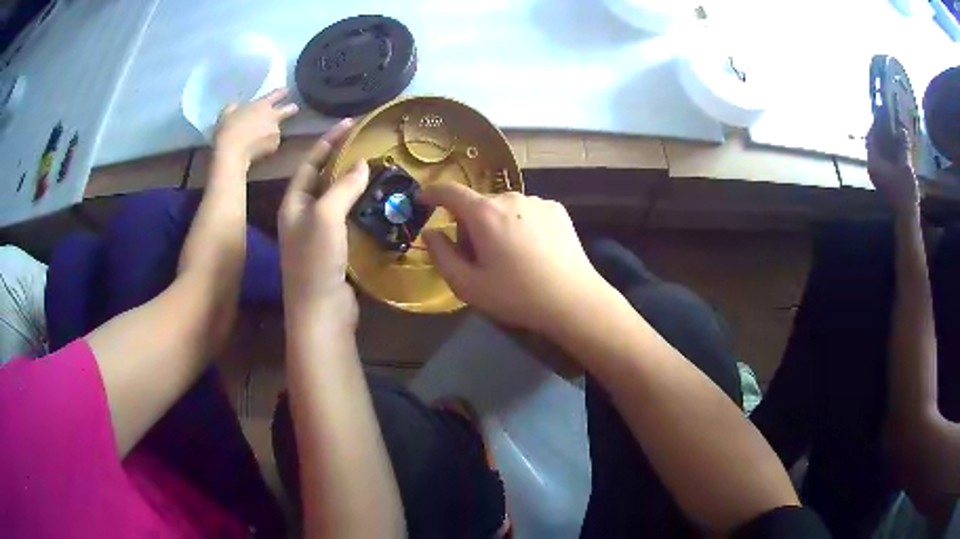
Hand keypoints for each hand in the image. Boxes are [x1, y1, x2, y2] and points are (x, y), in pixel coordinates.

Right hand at [214, 88, 298, 164]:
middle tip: (289, 111)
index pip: (279, 93)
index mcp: (262, 104)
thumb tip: (237, 106)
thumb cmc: (227, 131)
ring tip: (260, 138)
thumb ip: (235, 106)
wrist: (231, 153)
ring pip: (279, 128)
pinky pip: (273, 142)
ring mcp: (276, 130)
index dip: (283, 92)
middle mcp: (273, 115)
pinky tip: (258, 148)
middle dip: (292, 108)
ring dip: (273, 131)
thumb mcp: (227, 113)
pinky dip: (268, 144)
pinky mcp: (275, 145)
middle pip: (291, 108)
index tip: (285, 92)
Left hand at [279, 119, 366, 324]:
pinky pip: (348, 220)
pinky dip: (362, 208)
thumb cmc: (315, 261)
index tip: (350, 123)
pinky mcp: (335, 251)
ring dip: (355, 184)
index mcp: (293, 203)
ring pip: (337, 200)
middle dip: (342, 160)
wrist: (320, 312)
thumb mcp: (325, 217)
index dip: (328, 141)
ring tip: (377, 169)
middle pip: (323, 179)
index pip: (310, 162)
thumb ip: (342, 187)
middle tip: (367, 144)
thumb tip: (361, 164)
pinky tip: (379, 202)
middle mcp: (303, 216)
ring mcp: (319, 235)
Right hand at [419, 183, 612, 336]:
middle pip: (478, 205)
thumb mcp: (468, 285)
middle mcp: (510, 198)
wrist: (573, 300)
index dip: (432, 193)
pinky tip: (534, 251)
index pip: (450, 191)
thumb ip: (441, 255)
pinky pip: (527, 212)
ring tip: (511, 258)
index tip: (422, 199)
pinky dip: (521, 225)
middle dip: (470, 226)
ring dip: (497, 225)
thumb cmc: (516, 295)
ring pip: (503, 209)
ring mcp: (537, 201)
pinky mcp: (556, 209)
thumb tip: (430, 233)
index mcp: (484, 213)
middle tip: (479, 259)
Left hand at [867, 112, 919, 215]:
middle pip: (875, 144)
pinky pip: (886, 161)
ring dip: (888, 142)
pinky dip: (891, 152)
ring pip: (881, 152)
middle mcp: (873, 168)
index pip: (870, 136)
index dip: (876, 124)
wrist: (908, 219)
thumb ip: (902, 145)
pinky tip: (900, 147)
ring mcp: (879, 176)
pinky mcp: (886, 182)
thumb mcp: (905, 165)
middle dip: (883, 132)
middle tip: (891, 122)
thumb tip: (902, 128)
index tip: (883, 114)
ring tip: (897, 131)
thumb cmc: (905, 192)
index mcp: (873, 163)